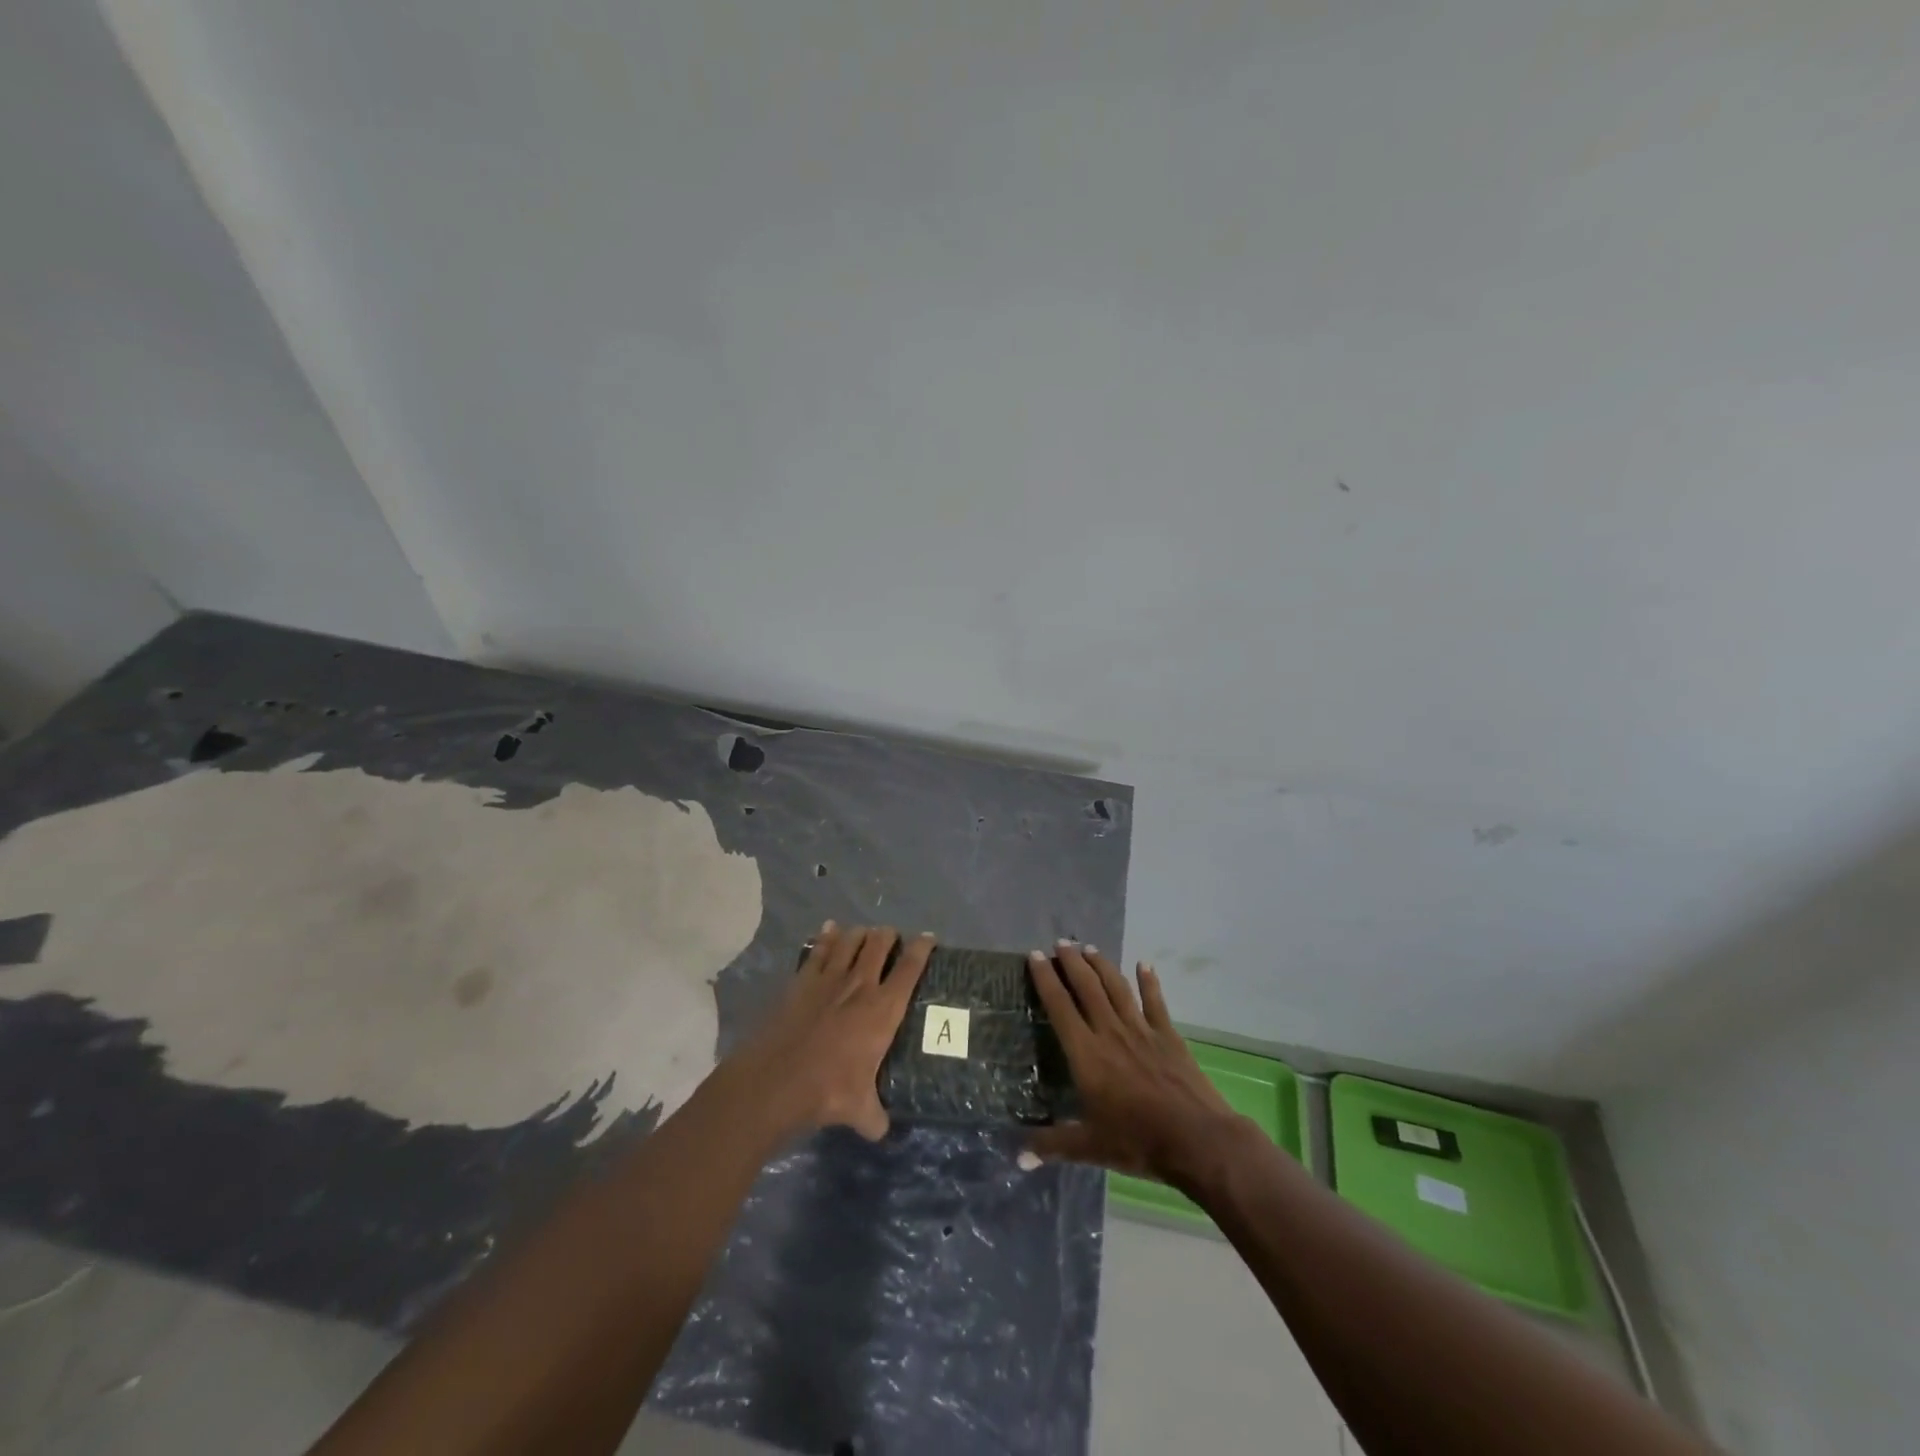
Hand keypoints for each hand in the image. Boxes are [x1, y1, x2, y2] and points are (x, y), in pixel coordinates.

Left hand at [733, 923, 932, 1140]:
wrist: (777, 1080)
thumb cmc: (828, 1091)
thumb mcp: (860, 1111)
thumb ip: (875, 1116)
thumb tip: (881, 1129)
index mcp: (883, 1010)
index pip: (910, 968)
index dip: (922, 949)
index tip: (929, 938)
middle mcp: (860, 985)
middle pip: (879, 944)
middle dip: (888, 935)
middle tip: (891, 937)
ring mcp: (829, 979)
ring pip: (850, 941)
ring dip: (860, 933)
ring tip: (865, 933)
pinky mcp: (802, 980)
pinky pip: (819, 949)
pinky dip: (827, 936)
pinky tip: (830, 928)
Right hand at [1025, 941, 1246, 1185]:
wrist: (1196, 1139)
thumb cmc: (1137, 1141)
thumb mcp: (1089, 1147)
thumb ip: (1052, 1145)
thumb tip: (1017, 1156)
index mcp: (1086, 1054)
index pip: (1059, 1007)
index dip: (1045, 980)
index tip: (1034, 957)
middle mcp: (1110, 1032)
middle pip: (1087, 988)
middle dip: (1071, 962)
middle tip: (1060, 943)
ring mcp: (1141, 1030)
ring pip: (1116, 988)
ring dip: (1102, 965)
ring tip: (1089, 948)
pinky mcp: (1168, 1035)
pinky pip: (1155, 1002)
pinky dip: (1149, 982)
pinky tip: (1144, 964)